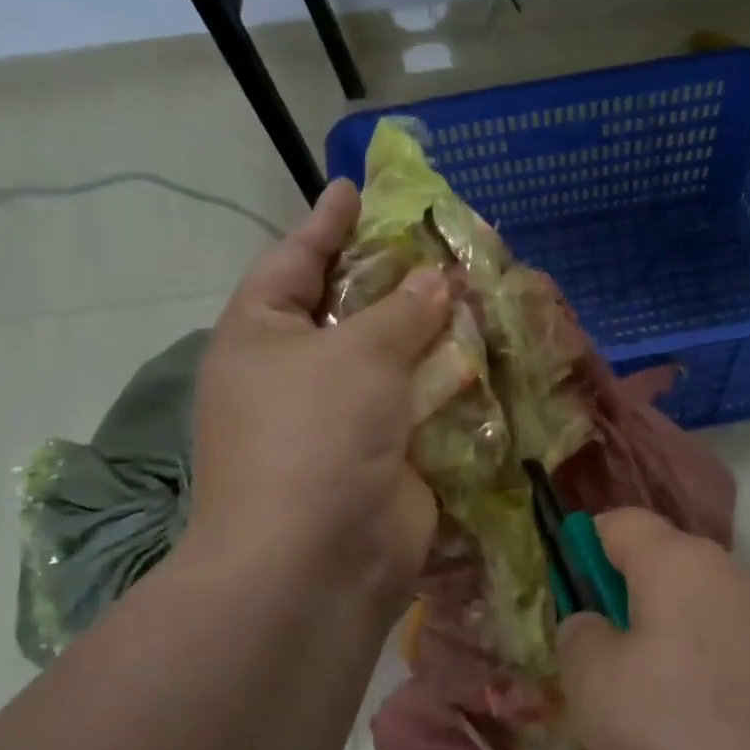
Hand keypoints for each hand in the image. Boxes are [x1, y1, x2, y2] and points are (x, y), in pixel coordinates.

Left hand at [182, 180, 451, 626]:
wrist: (319, 561)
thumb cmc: (313, 437)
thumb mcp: (357, 356)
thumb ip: (402, 310)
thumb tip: (438, 279)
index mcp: (263, 336)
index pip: (294, 262)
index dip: (325, 223)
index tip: (353, 188)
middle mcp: (298, 372)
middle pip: (351, 309)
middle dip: (394, 276)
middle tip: (438, 238)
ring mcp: (343, 417)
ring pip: (395, 356)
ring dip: (432, 329)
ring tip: (475, 286)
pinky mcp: (387, 453)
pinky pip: (422, 403)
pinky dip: (450, 380)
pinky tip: (486, 351)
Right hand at [558, 509, 749, 749]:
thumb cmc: (687, 729)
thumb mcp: (596, 685)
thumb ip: (579, 642)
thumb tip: (596, 629)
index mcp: (678, 564)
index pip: (620, 525)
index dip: (581, 552)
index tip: (562, 607)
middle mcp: (727, 591)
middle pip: (646, 618)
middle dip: (608, 685)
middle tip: (586, 745)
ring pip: (675, 684)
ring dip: (638, 748)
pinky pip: (715, 721)